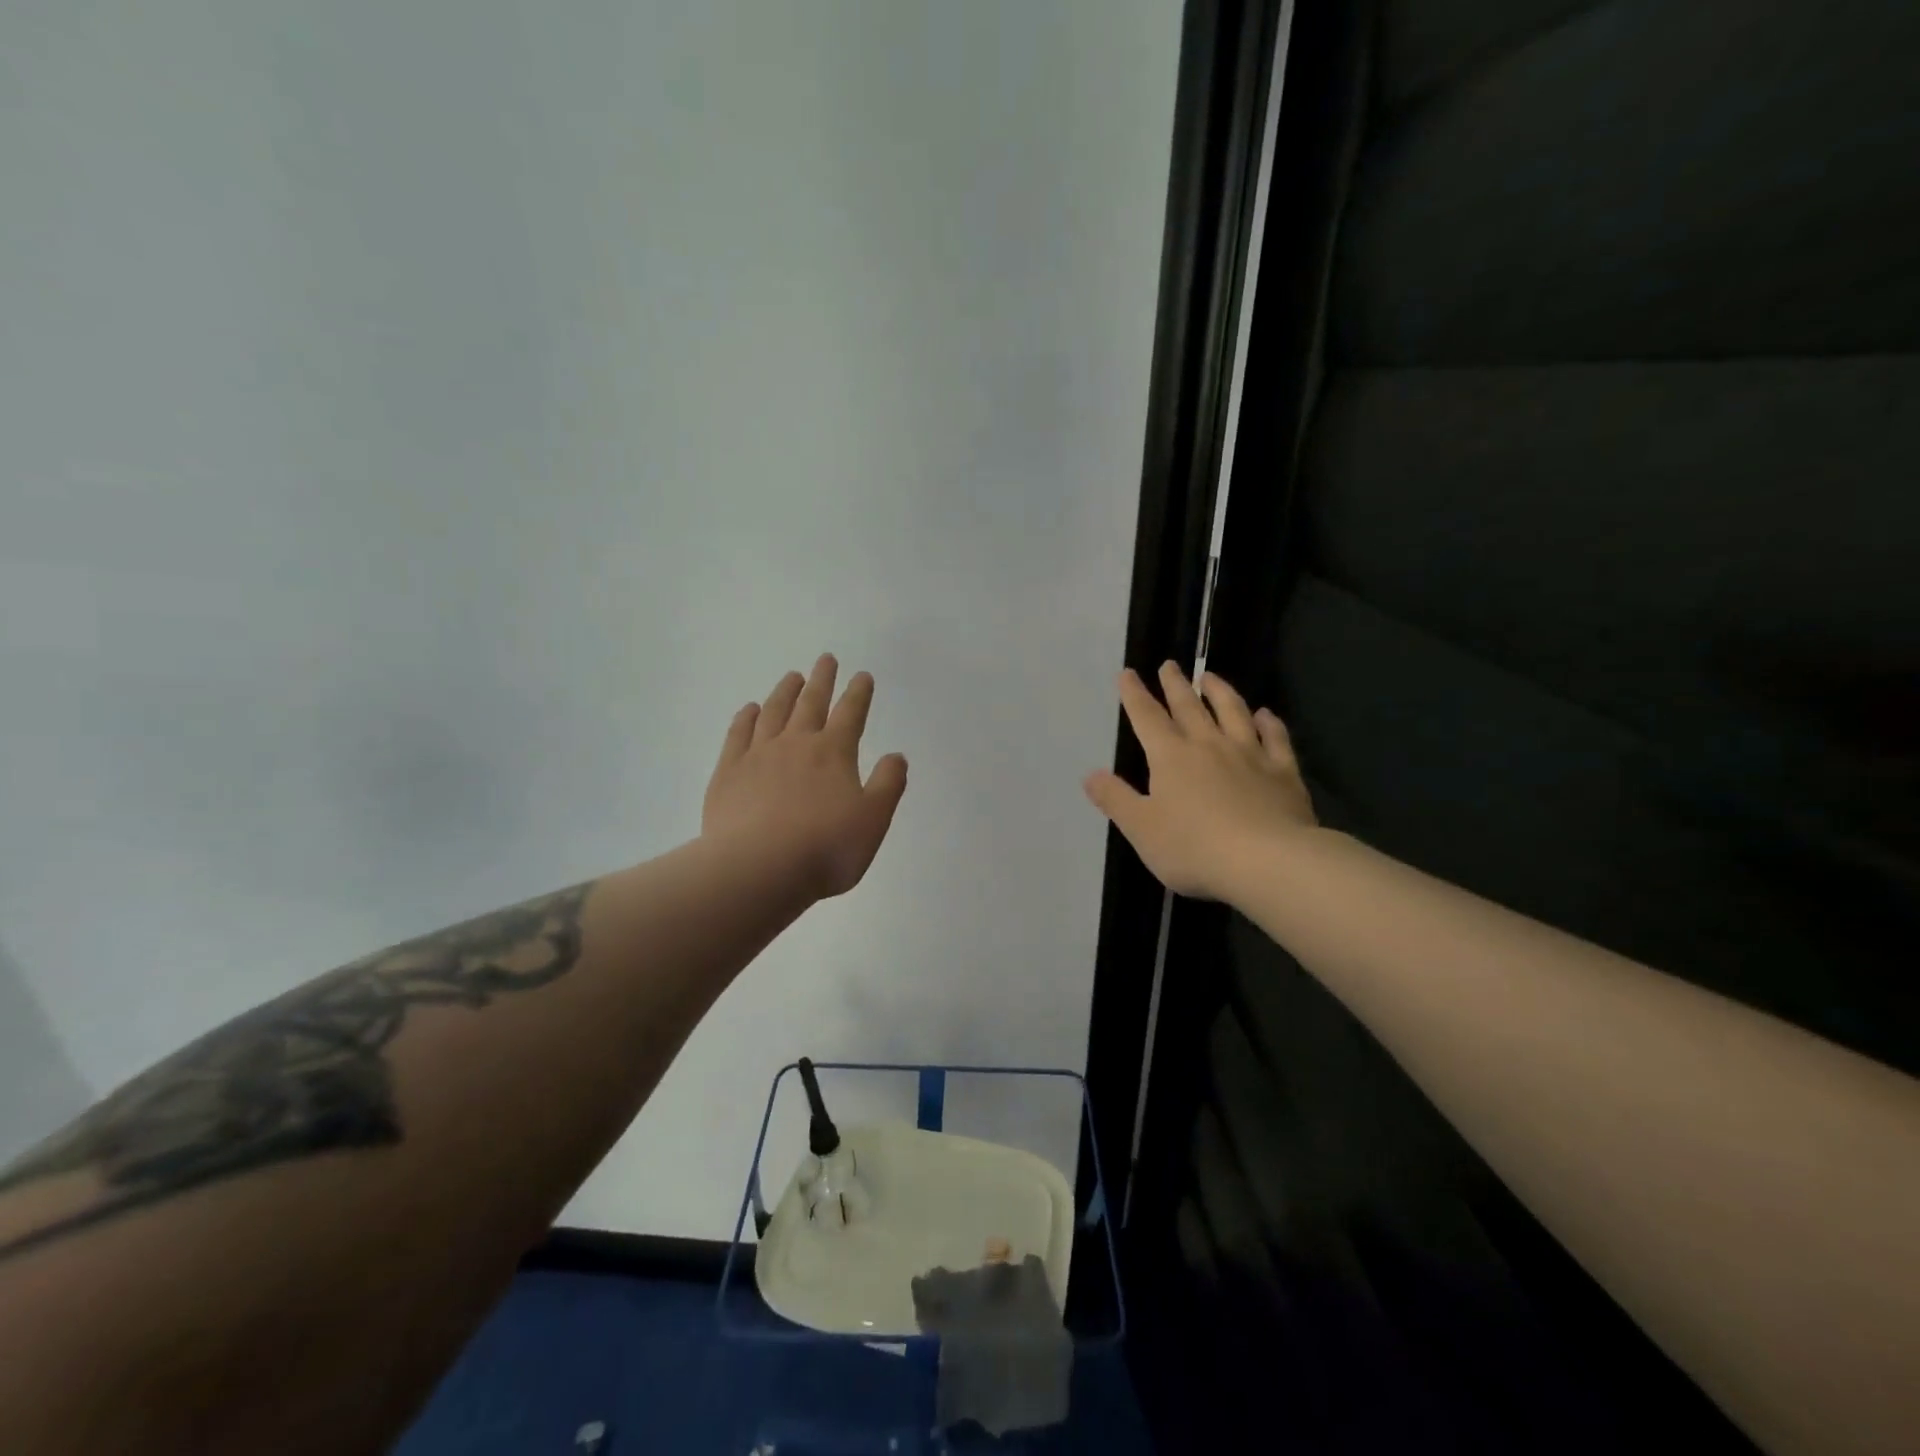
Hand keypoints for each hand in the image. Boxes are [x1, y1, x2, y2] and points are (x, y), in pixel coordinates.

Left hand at [703, 654, 908, 900]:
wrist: (757, 869)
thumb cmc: (825, 849)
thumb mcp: (873, 821)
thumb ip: (887, 785)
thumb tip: (896, 755)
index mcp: (834, 753)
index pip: (851, 714)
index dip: (858, 693)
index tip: (862, 675)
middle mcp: (796, 744)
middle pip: (811, 703)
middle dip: (822, 680)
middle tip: (826, 659)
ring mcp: (758, 756)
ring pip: (773, 712)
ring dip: (784, 692)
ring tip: (791, 676)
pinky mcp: (728, 773)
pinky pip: (738, 735)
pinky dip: (745, 718)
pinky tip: (749, 710)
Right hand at [1084, 662, 1315, 901]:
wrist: (1267, 861)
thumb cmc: (1194, 847)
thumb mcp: (1141, 828)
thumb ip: (1115, 799)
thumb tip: (1090, 775)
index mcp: (1171, 757)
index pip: (1147, 718)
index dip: (1135, 695)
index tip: (1128, 673)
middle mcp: (1209, 745)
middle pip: (1189, 707)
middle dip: (1175, 685)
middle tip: (1169, 664)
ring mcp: (1250, 755)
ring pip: (1233, 712)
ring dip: (1220, 691)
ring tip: (1211, 677)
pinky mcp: (1283, 772)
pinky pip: (1275, 738)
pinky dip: (1269, 723)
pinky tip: (1265, 714)